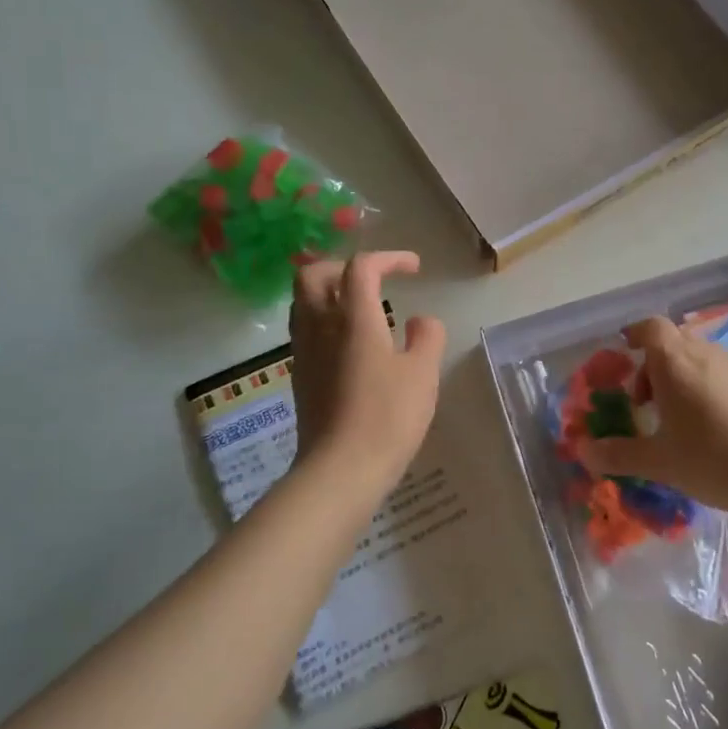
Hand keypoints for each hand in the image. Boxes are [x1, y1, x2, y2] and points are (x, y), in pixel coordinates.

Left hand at [289, 251, 445, 494]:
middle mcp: (321, 326)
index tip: (414, 269)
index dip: (389, 258)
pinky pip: (305, 330)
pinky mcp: (300, 376)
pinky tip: (351, 344)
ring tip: (361, 308)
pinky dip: (325, 320)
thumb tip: (421, 321)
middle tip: (374, 279)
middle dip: (344, 266)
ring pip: (303, 302)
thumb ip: (427, 338)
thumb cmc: (387, 418)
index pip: (361, 266)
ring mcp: (304, 351)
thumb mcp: (423, 374)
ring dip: (330, 292)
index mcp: (353, 319)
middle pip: (313, 274)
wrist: (340, 470)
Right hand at [577, 316, 727, 518]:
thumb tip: (582, 452)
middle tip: (643, 401)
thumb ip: (618, 454)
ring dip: (678, 376)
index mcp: (674, 362)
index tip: (623, 355)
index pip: (650, 327)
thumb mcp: (658, 462)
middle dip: (652, 364)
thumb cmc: (713, 459)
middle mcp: (704, 353)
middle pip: (672, 341)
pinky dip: (703, 386)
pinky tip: (708, 426)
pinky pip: (718, 372)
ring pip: (696, 356)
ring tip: (674, 418)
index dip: (634, 335)